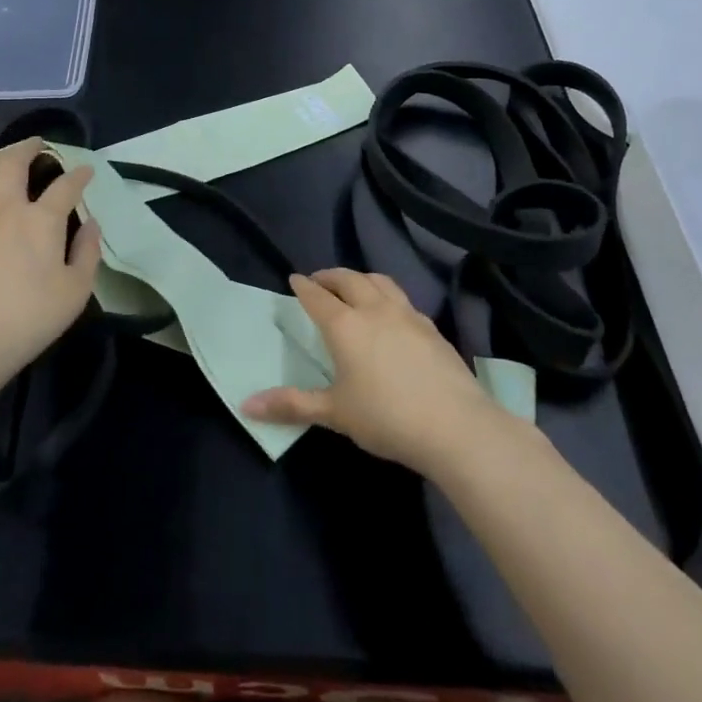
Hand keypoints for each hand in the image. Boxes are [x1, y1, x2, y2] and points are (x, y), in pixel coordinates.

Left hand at [0, 139, 101, 378]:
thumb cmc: (29, 316)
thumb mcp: (75, 290)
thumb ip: (87, 252)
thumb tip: (91, 224)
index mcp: (42, 219)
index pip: (65, 185)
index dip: (79, 174)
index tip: (86, 170)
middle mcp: (7, 209)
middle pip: (13, 163)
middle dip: (27, 147)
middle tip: (38, 144)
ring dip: (4, 166)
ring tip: (13, 168)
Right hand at [241, 269, 503, 474]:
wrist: (455, 426)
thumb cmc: (386, 417)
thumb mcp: (334, 414)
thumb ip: (291, 405)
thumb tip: (246, 405)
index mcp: (345, 325)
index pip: (318, 297)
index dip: (303, 287)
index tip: (294, 279)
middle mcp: (374, 310)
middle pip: (349, 279)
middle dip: (330, 276)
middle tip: (319, 280)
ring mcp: (407, 315)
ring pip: (380, 282)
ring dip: (361, 279)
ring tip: (354, 286)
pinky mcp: (432, 328)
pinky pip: (403, 299)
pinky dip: (387, 296)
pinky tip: (391, 314)